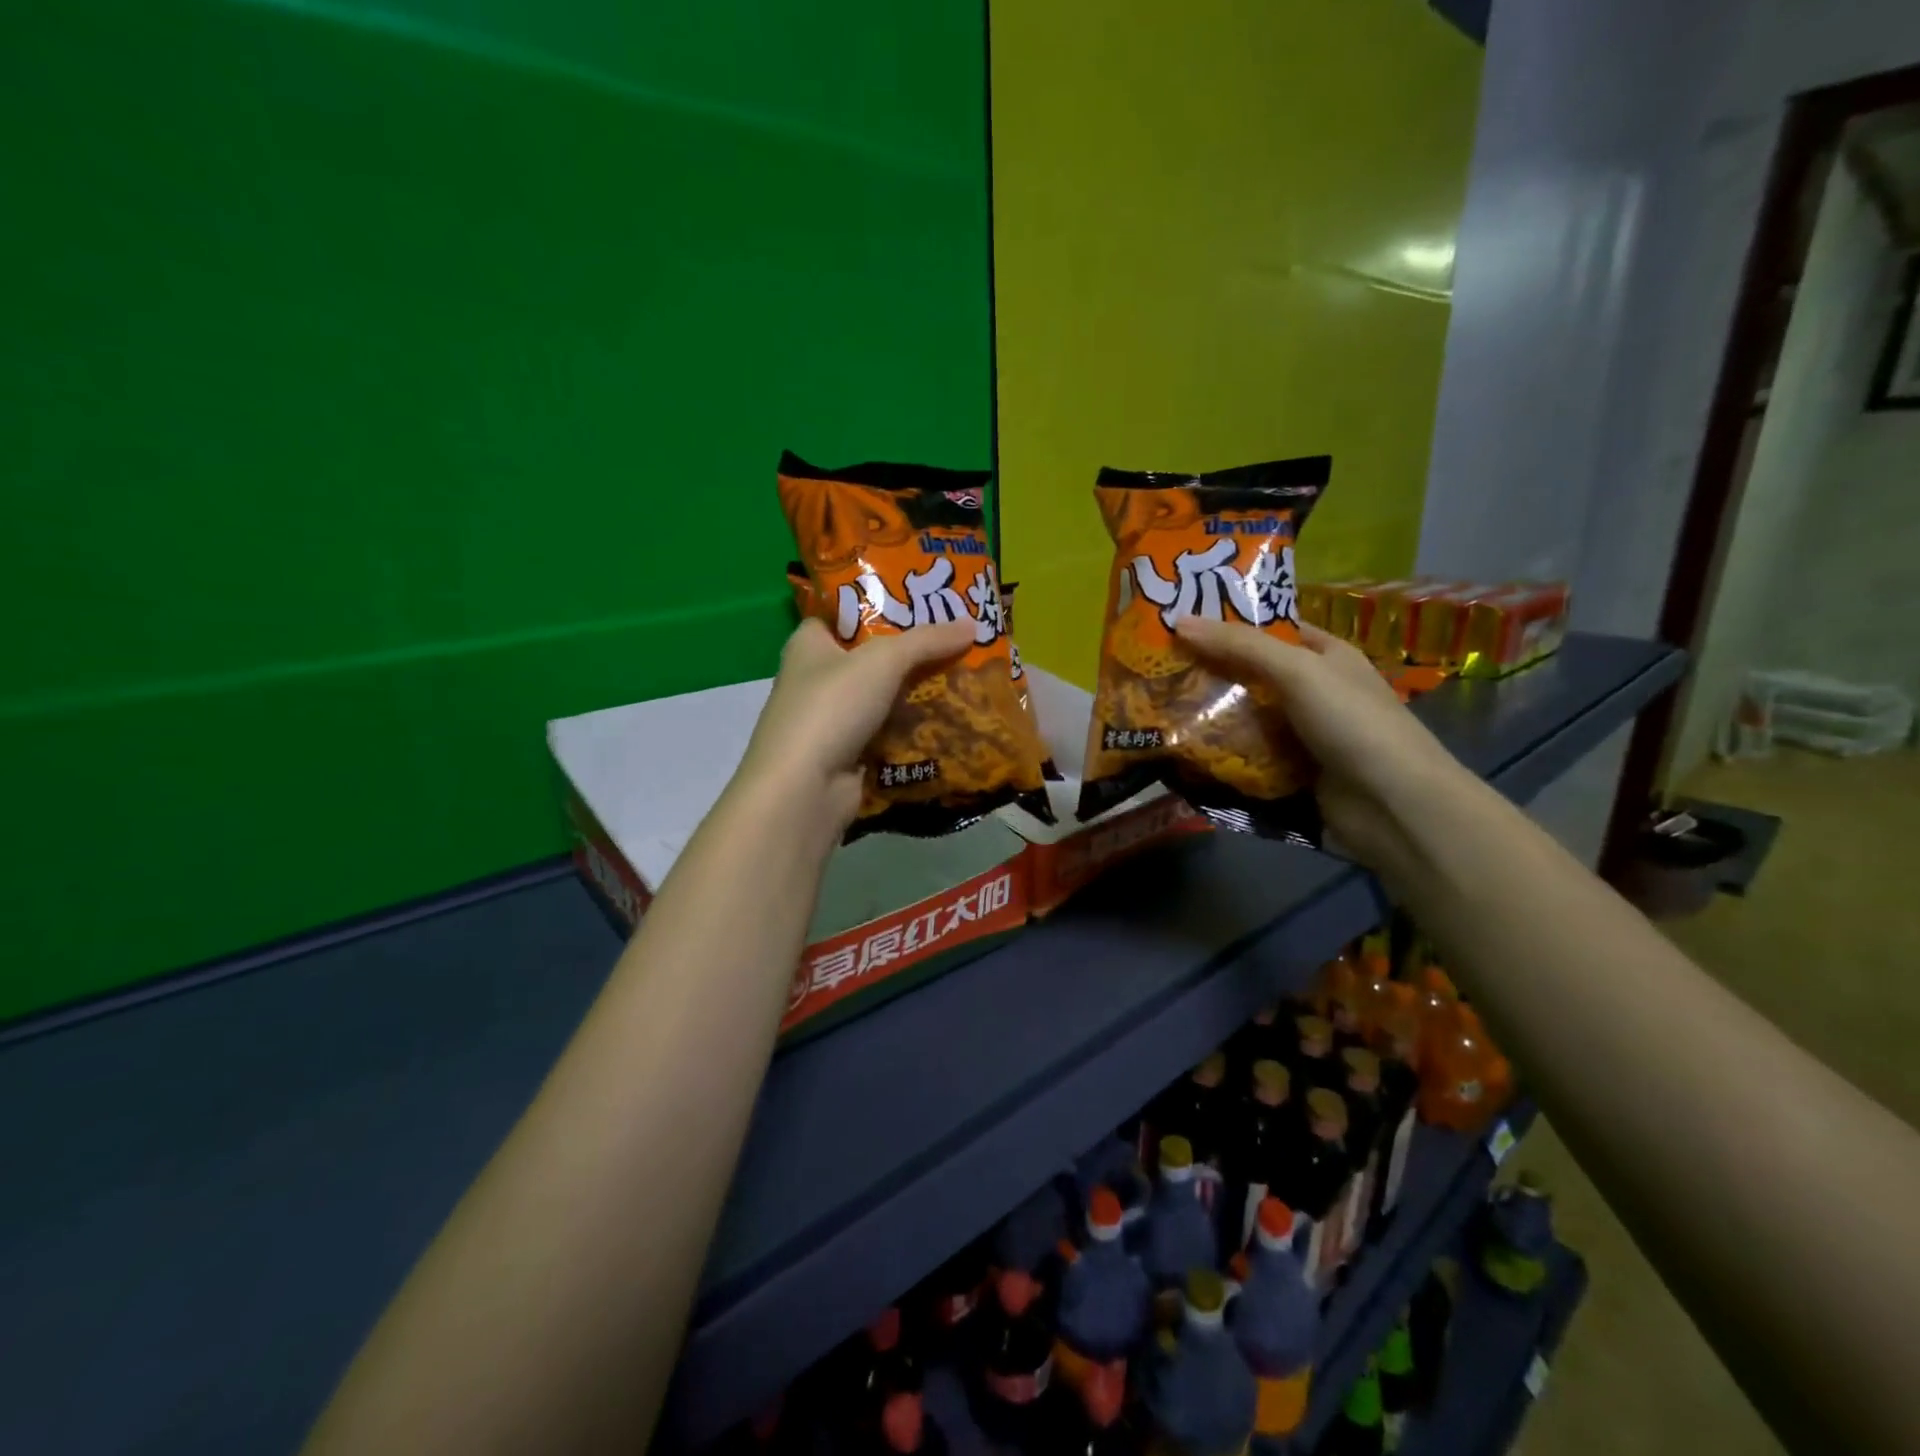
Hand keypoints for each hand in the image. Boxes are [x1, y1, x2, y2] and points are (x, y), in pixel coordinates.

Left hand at [735, 617, 975, 831]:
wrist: (805, 789)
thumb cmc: (832, 707)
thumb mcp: (883, 660)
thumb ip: (927, 640)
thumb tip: (972, 624)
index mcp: (809, 643)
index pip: (844, 613)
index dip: (879, 604)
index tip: (922, 600)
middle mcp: (816, 678)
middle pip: (871, 657)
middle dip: (912, 651)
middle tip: (958, 638)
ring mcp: (832, 720)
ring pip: (883, 697)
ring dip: (917, 692)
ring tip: (965, 675)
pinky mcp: (849, 754)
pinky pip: (889, 733)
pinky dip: (914, 728)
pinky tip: (950, 718)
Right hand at [1172, 616, 1471, 867]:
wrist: (1392, 805)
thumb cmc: (1351, 722)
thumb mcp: (1297, 670)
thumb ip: (1239, 645)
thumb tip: (1178, 621)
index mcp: (1326, 655)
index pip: (1271, 630)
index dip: (1229, 624)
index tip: (1179, 626)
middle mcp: (1315, 691)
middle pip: (1252, 674)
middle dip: (1210, 672)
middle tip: (1157, 669)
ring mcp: (1303, 734)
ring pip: (1246, 716)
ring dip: (1210, 715)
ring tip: (1157, 708)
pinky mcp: (1291, 772)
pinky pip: (1248, 755)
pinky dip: (1221, 752)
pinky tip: (1183, 748)